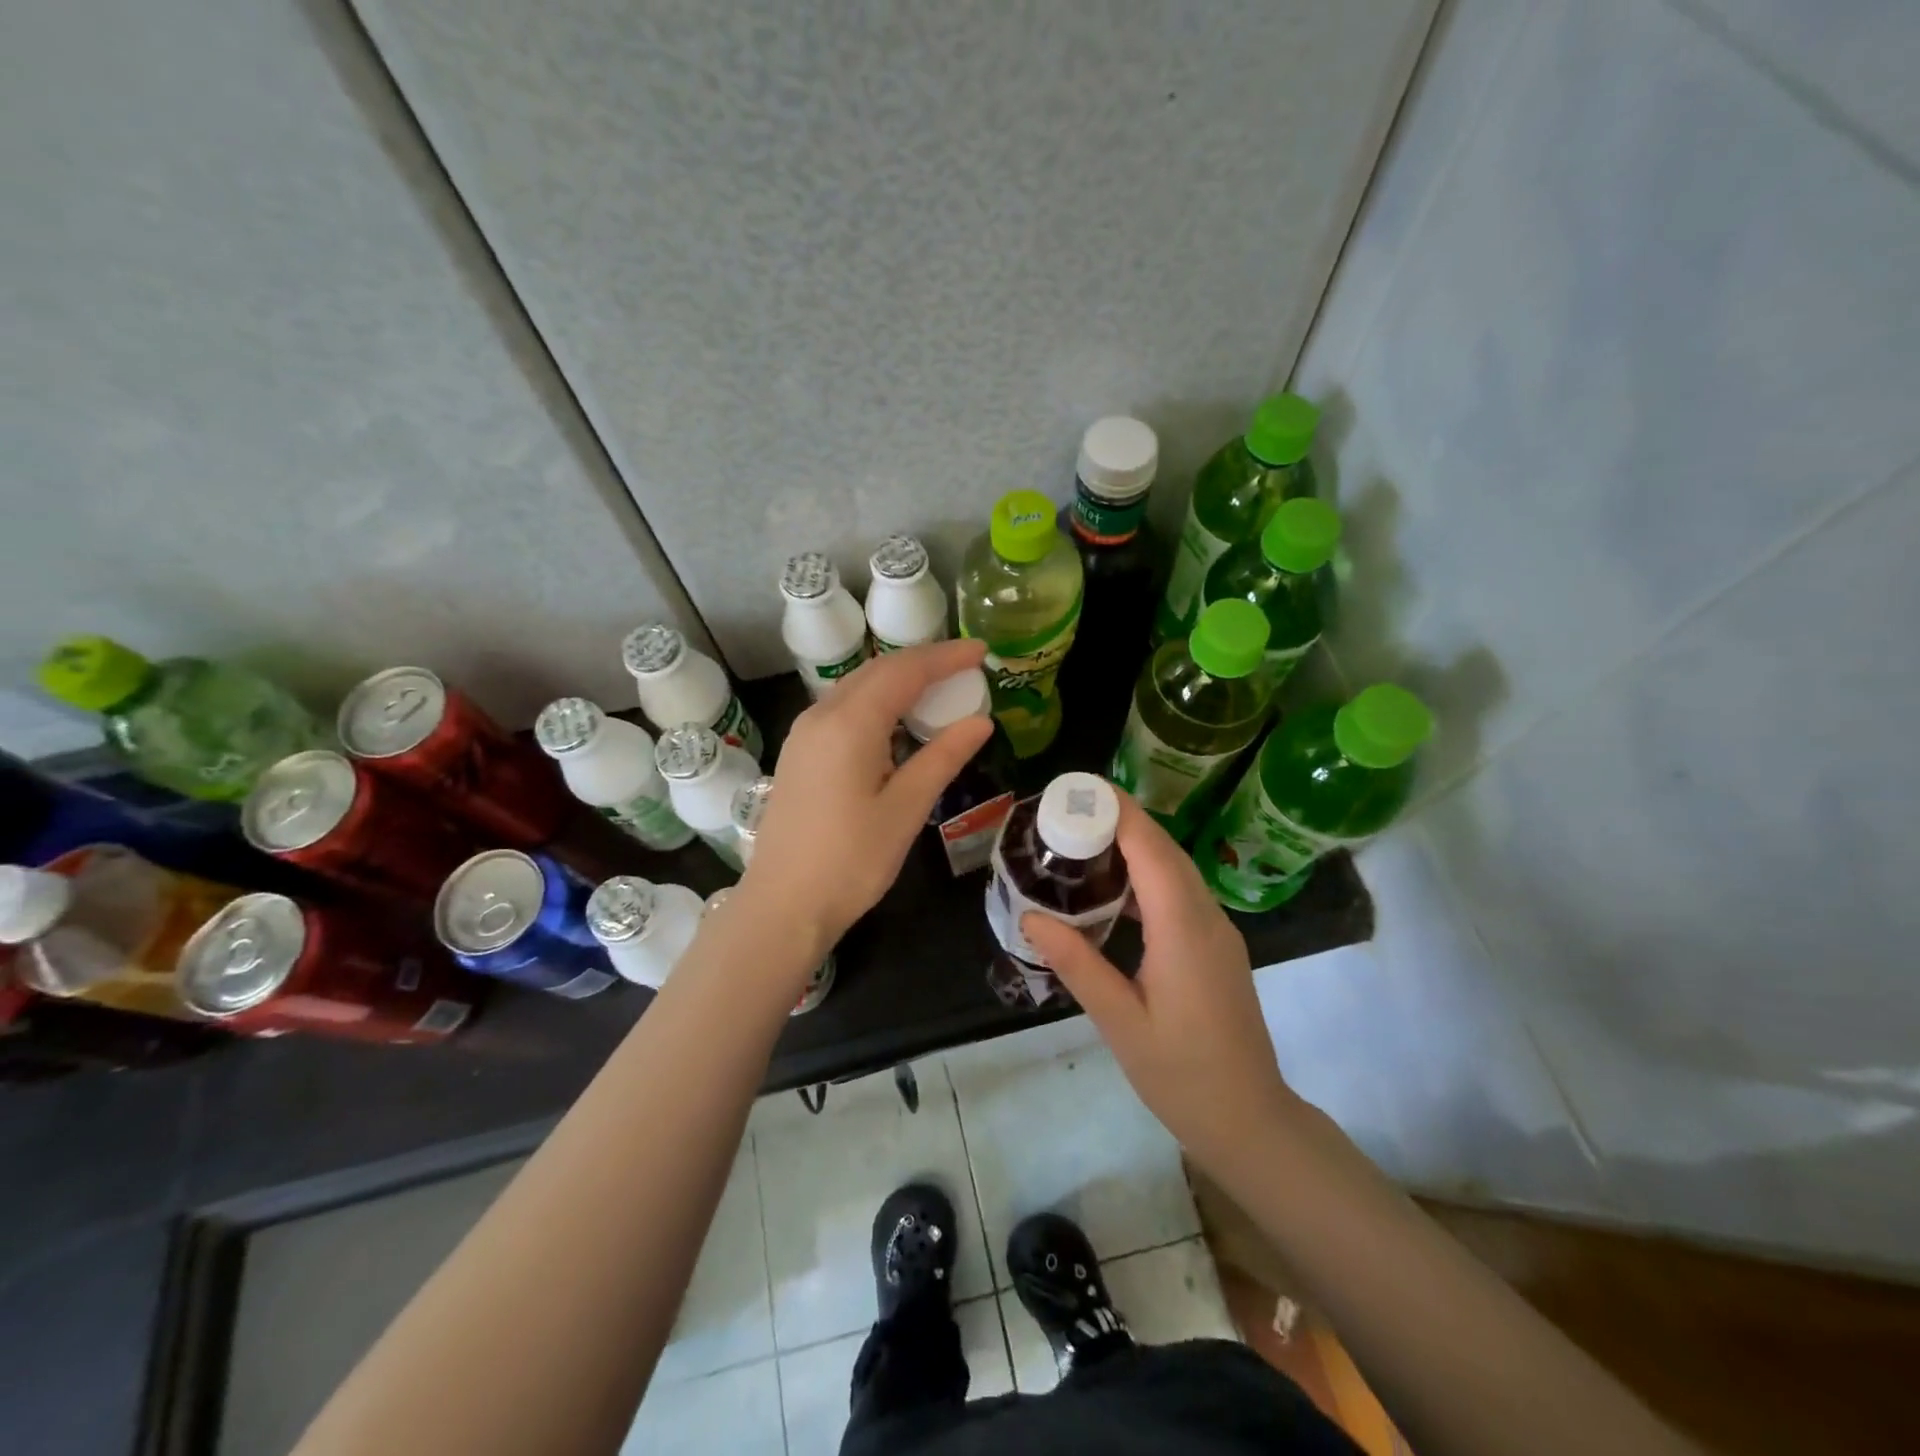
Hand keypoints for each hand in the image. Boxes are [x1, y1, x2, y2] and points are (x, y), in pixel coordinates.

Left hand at [741, 639, 993, 959]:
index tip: (982, 651)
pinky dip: (877, 702)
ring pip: (858, 687)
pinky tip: (897, 722)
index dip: (945, 657)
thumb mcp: (905, 809)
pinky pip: (843, 709)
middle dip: (923, 663)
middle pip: (878, 671)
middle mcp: (821, 716)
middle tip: (966, 667)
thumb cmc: (850, 862)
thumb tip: (981, 721)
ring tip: (939, 689)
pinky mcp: (799, 753)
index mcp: (849, 724)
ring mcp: (804, 734)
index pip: (905, 671)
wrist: (783, 905)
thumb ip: (942, 757)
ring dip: (899, 681)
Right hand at [1021, 792, 1299, 1174]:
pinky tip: (1114, 887)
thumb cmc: (1181, 1075)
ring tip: (1082, 839)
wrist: (1250, 1120)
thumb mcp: (1120, 1022)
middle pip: (1164, 849)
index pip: (1150, 849)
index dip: (1117, 811)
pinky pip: (1181, 891)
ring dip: (1134, 844)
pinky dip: (1148, 873)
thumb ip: (1077, 964)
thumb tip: (1031, 917)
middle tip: (1065, 811)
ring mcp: (1218, 930)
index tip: (1076, 789)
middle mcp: (1207, 917)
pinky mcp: (1217, 945)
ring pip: (1176, 868)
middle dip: (1120, 820)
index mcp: (1183, 929)